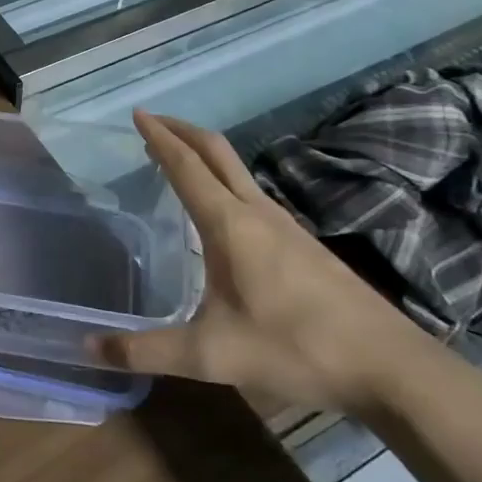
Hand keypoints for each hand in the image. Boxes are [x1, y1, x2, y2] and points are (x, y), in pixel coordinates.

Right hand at [89, 112, 424, 413]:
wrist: (392, 368)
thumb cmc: (296, 349)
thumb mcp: (210, 356)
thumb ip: (146, 351)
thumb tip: (88, 349)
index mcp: (230, 225)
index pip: (186, 166)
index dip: (160, 138)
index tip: (138, 114)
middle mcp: (257, 213)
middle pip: (216, 152)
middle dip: (182, 131)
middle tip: (153, 123)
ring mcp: (286, 227)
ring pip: (238, 172)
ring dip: (205, 156)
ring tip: (177, 162)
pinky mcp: (303, 245)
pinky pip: (252, 195)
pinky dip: (224, 182)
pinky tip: (220, 213)